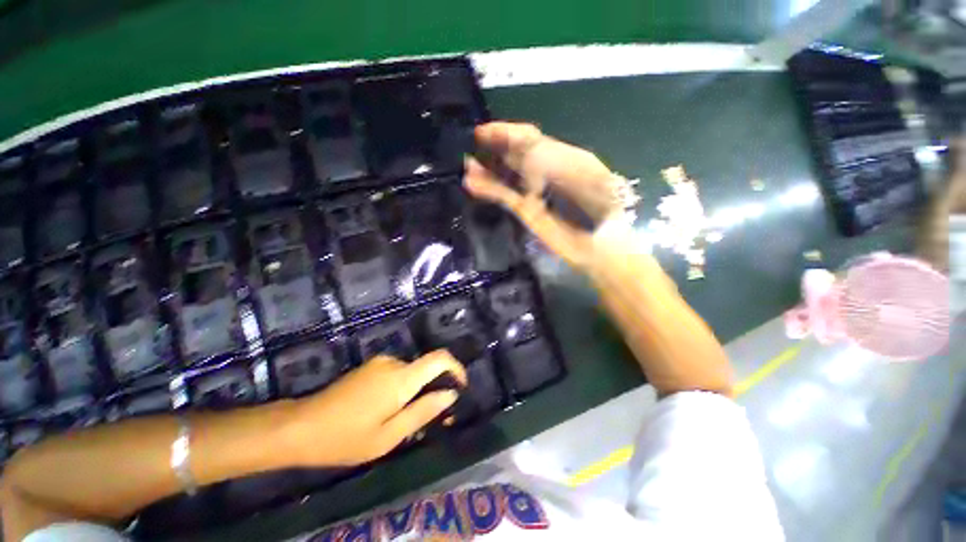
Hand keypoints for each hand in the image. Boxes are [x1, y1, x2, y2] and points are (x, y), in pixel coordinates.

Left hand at [284, 350, 466, 466]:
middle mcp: (394, 362)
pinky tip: (387, 413)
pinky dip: (402, 390)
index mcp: (402, 377)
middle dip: (433, 390)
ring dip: (415, 393)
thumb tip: (451, 395)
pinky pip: (397, 374)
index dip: (456, 368)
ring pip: (411, 374)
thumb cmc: (346, 437)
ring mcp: (380, 362)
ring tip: (404, 423)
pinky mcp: (370, 367)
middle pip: (426, 369)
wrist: (301, 426)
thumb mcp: (389, 436)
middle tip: (429, 422)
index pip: (440, 358)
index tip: (461, 387)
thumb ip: (424, 411)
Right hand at [464, 122, 629, 270]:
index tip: (484, 131)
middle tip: (469, 143)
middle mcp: (544, 172)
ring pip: (506, 176)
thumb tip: (522, 151)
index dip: (507, 133)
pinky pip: (504, 196)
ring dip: (486, 170)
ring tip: (466, 165)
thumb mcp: (585, 173)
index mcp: (562, 156)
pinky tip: (472, 184)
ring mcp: (534, 192)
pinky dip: (489, 189)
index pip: (530, 139)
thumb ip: (553, 160)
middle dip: (493, 147)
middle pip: (514, 155)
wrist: (600, 242)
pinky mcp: (526, 211)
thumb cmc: (601, 207)